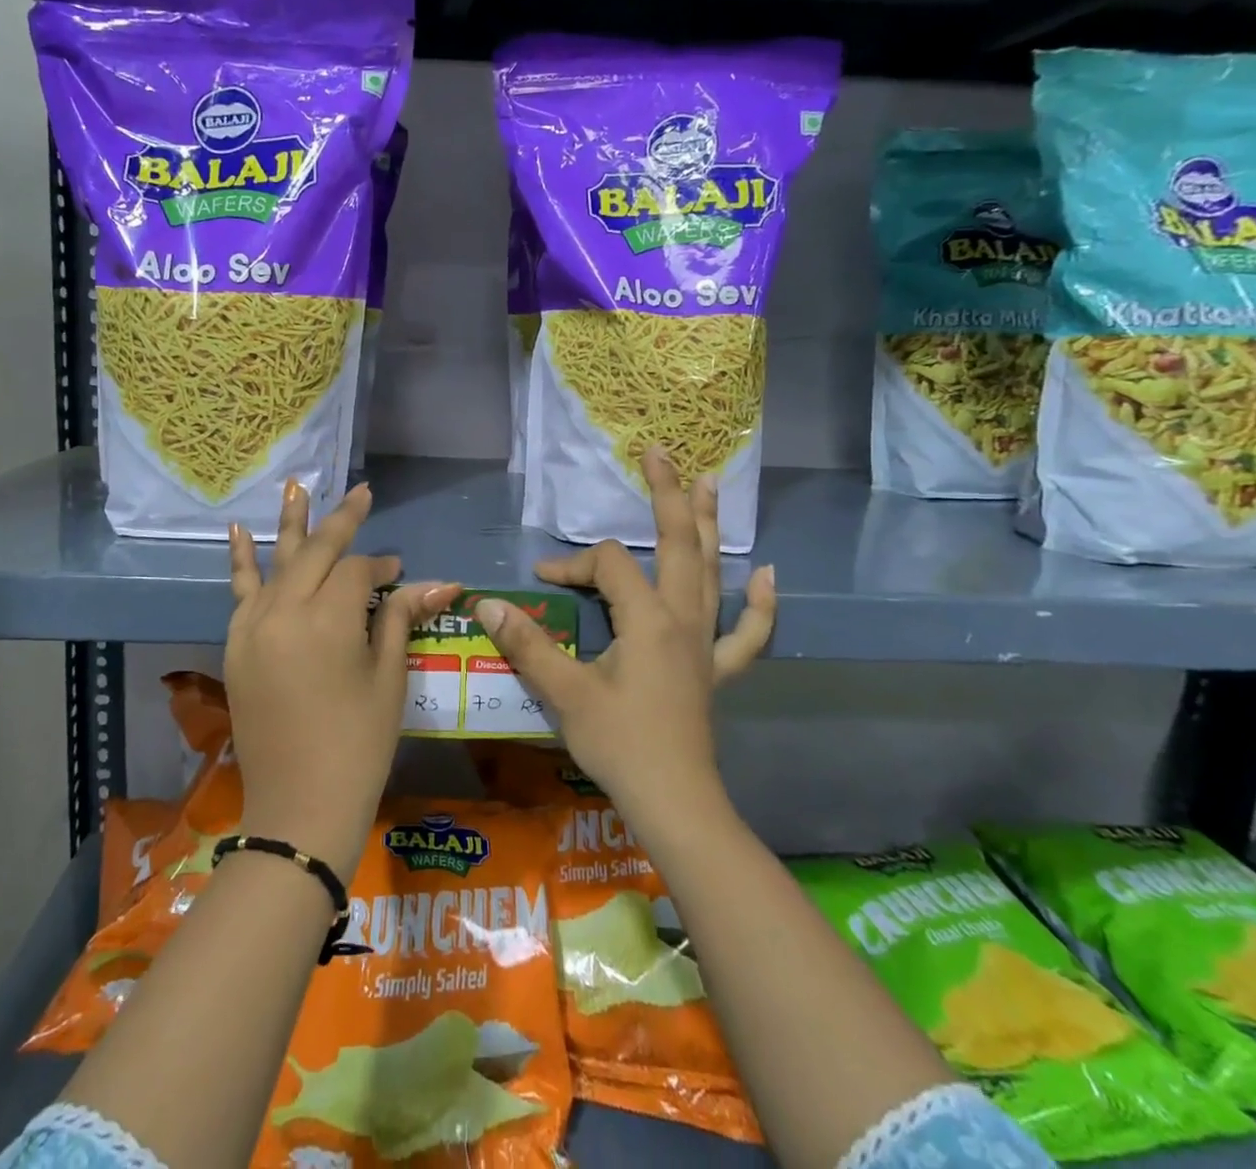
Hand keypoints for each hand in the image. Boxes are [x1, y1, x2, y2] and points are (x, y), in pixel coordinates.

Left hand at [226, 480, 458, 876]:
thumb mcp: (388, 679)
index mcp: (328, 620)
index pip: (356, 570)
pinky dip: (240, 560)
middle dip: (341, 521)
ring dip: (290, 523)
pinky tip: (238, 531)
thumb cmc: (358, 745)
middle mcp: (284, 611)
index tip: (398, 573)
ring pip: (276, 562)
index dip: (381, 567)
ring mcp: (253, 627)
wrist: (298, 808)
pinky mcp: (235, 645)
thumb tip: (441, 582)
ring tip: (296, 485)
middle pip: (315, 552)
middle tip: (361, 493)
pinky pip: (239, 592)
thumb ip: (401, 619)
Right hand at [472, 446, 775, 816]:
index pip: (608, 566)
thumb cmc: (619, 745)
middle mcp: (683, 618)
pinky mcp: (717, 669)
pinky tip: (769, 575)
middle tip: (660, 453)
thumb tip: (486, 603)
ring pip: (713, 572)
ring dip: (709, 526)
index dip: (572, 565)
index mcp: (647, 619)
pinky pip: (748, 632)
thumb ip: (527, 643)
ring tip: (711, 483)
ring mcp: (706, 642)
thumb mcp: (565, 692)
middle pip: (677, 544)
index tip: (542, 581)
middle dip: (666, 496)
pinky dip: (760, 603)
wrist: (674, 802)